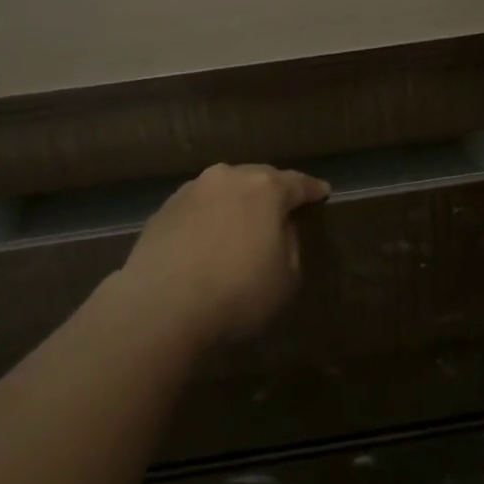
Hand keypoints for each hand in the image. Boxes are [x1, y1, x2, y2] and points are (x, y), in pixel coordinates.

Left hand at [117, 163, 330, 345]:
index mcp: (265, 189)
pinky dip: (209, 217)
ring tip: (242, 222)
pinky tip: (209, 237)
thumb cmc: (237, 292)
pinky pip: (197, 207)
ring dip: (236, 202)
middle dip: (272, 191)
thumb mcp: (286, 277)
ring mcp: (191, 191)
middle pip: (258, 178)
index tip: (323, 192)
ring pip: (224, 189)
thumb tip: (280, 228)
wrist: (161, 306)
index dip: (312, 189)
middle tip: (282, 207)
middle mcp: (227, 178)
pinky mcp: (163, 210)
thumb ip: (291, 244)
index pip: (297, 183)